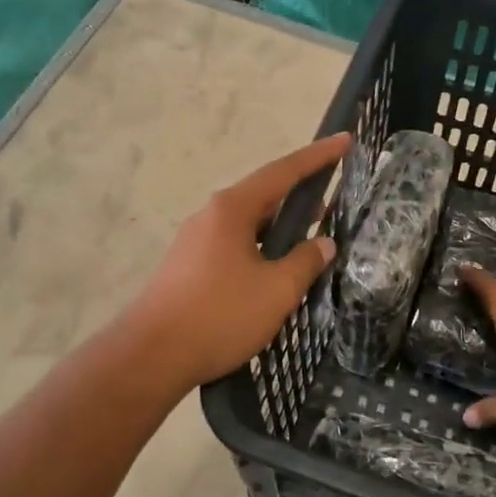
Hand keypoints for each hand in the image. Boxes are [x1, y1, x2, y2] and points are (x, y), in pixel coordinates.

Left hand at [130, 133, 351, 389]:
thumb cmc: (219, 315)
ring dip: (280, 227)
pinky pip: (234, 245)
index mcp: (232, 209)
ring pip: (248, 223)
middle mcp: (211, 215)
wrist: (150, 356)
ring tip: (311, 239)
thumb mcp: (276, 290)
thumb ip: (305, 262)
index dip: (318, 157)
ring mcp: (195, 240)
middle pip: (264, 195)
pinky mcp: (188, 266)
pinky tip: (275, 271)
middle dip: (300, 196)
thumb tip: (324, 244)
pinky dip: (261, 247)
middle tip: (334, 200)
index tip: (345, 141)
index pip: (283, 172)